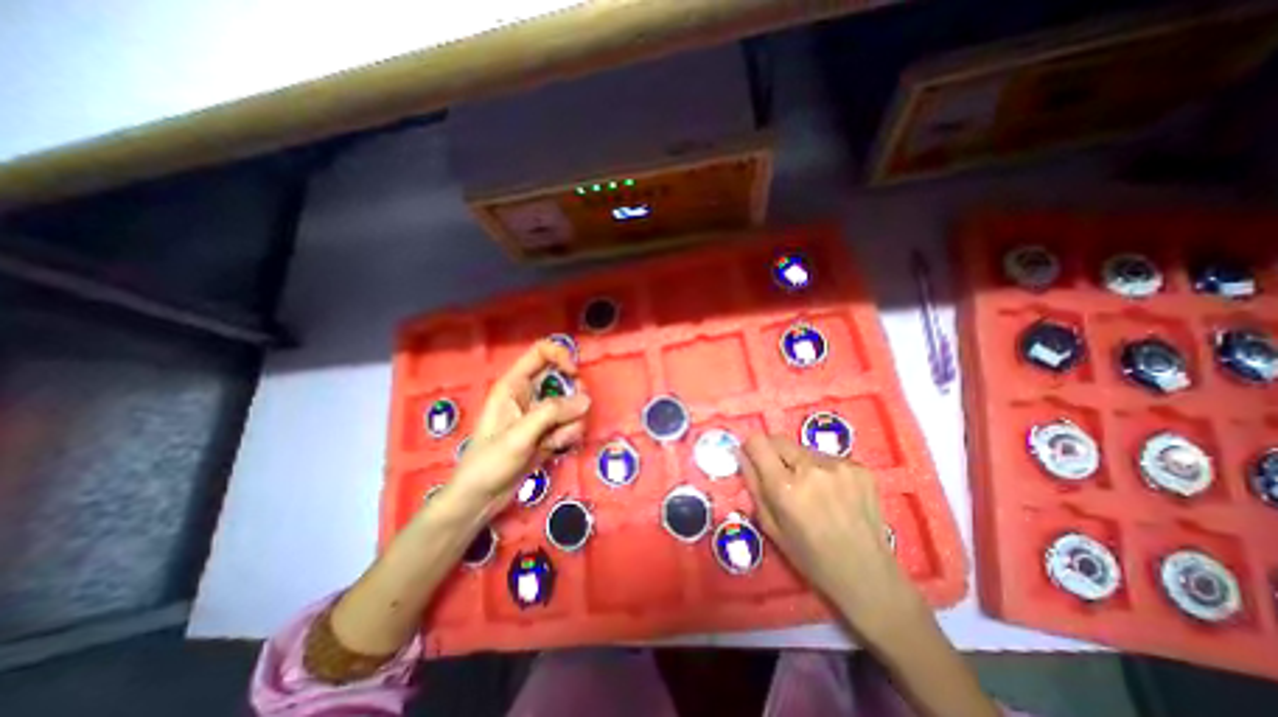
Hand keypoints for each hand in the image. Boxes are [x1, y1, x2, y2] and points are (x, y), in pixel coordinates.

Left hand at [447, 338, 589, 516]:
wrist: (480, 499)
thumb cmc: (489, 462)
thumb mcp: (519, 435)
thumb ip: (552, 413)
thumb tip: (586, 399)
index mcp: (514, 385)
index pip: (542, 352)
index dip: (561, 356)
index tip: (575, 374)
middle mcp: (529, 394)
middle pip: (563, 378)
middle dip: (574, 395)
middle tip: (573, 413)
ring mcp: (540, 414)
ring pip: (571, 404)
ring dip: (572, 421)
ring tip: (555, 441)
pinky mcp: (548, 432)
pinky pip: (570, 423)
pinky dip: (569, 434)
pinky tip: (555, 448)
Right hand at [740, 434, 930, 641]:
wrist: (868, 575)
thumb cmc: (811, 557)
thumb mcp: (770, 526)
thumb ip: (753, 485)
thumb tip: (742, 454)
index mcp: (786, 487)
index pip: (758, 441)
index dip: (752, 448)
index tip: (754, 459)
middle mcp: (812, 468)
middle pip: (779, 440)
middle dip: (774, 454)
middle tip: (783, 478)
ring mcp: (840, 465)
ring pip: (804, 449)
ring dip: (800, 463)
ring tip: (813, 491)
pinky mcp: (861, 467)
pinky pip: (827, 458)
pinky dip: (823, 470)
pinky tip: (834, 494)